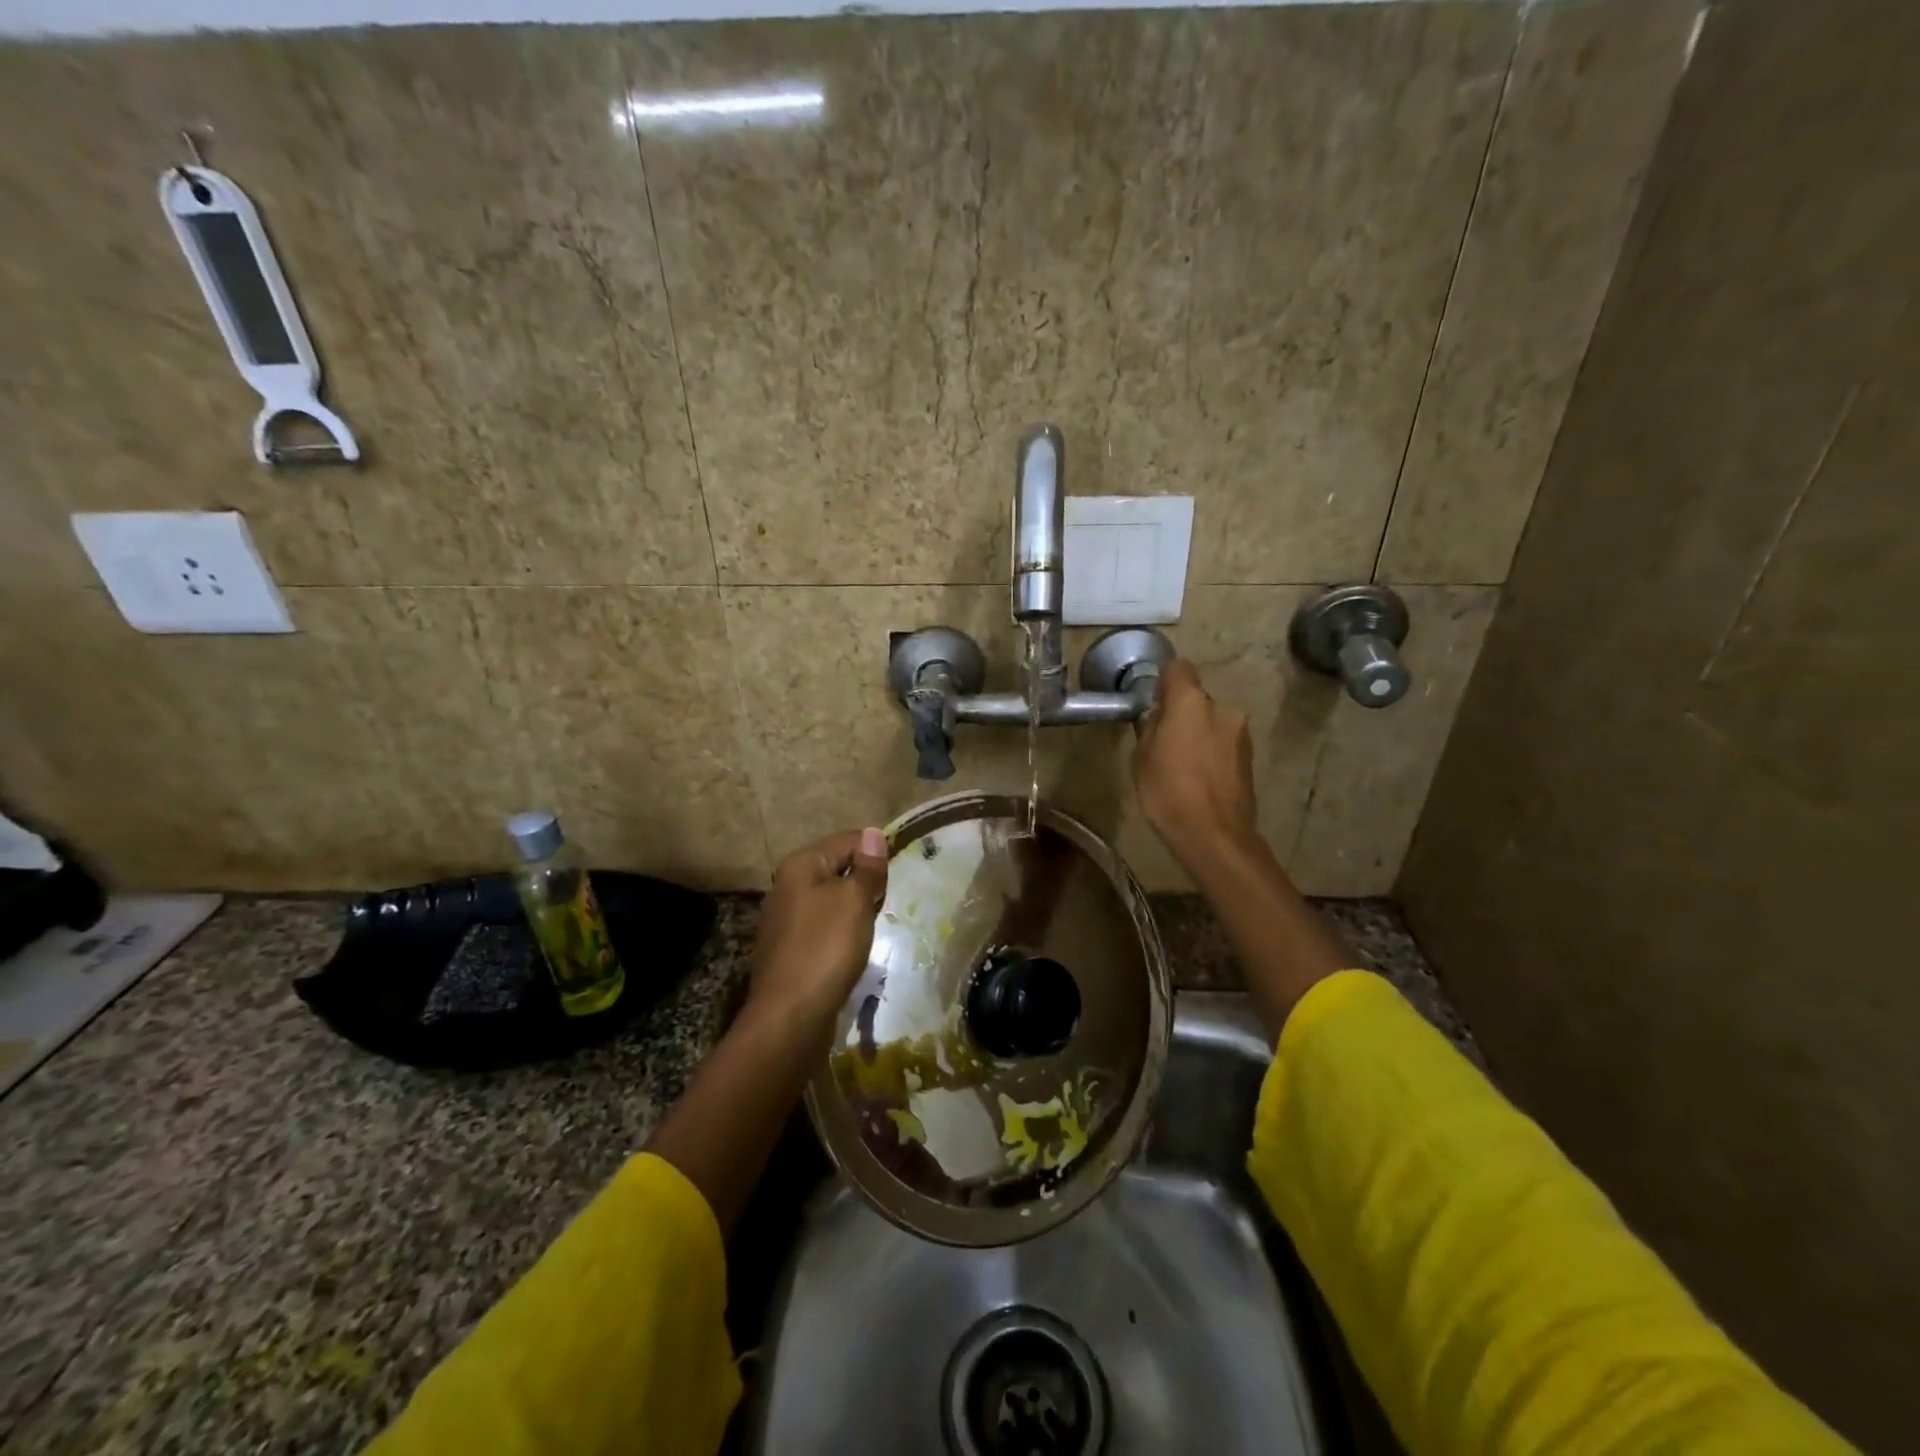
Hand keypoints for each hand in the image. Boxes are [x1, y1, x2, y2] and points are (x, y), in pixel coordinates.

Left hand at [748, 828, 889, 1032]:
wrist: (790, 1016)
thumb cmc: (826, 948)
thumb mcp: (855, 900)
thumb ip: (867, 867)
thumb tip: (874, 833)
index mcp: (800, 865)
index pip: (847, 840)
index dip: (876, 853)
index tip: (896, 876)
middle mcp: (787, 885)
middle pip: (838, 868)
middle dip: (866, 882)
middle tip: (885, 903)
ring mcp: (786, 919)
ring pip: (832, 899)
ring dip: (856, 909)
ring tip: (872, 926)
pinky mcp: (790, 948)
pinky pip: (824, 927)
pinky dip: (842, 932)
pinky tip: (853, 948)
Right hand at [1133, 658, 1258, 868]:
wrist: (1215, 835)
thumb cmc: (1168, 791)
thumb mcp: (1141, 757)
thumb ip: (1150, 728)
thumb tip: (1158, 717)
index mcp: (1191, 702)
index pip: (1178, 668)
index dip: (1164, 681)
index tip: (1152, 702)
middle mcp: (1222, 708)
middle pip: (1197, 699)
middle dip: (1182, 714)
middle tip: (1164, 742)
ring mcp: (1241, 733)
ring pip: (1213, 722)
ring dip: (1199, 734)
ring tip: (1183, 766)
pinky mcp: (1251, 757)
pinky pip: (1224, 744)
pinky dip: (1212, 753)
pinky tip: (1200, 780)